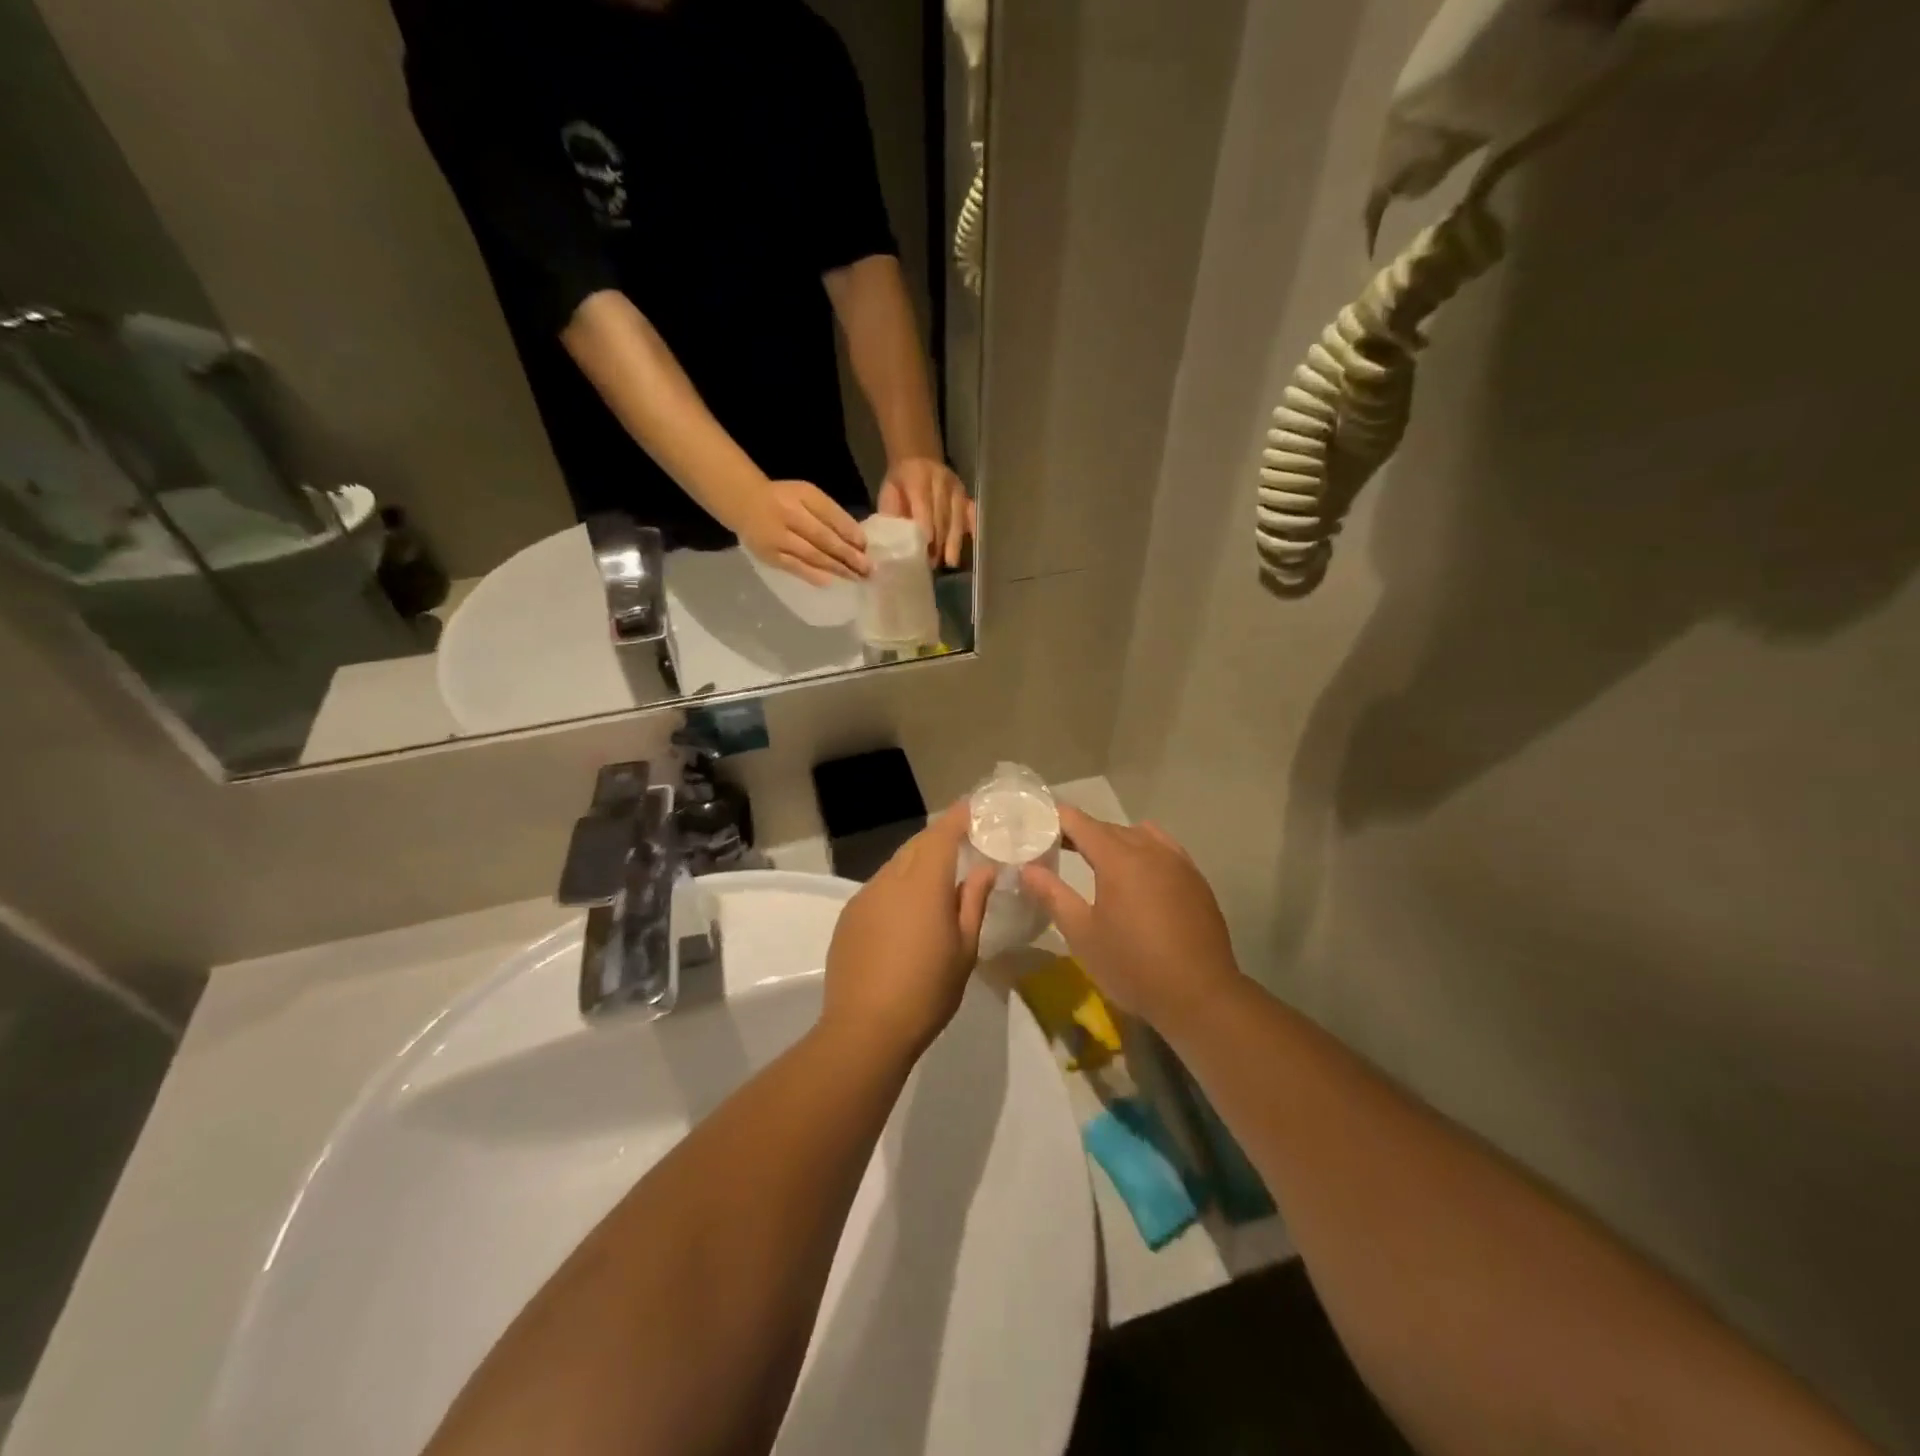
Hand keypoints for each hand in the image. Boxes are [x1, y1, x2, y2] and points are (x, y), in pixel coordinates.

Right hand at [735, 479, 871, 584]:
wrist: (744, 503)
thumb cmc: (784, 499)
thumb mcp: (807, 495)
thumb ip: (830, 513)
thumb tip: (857, 539)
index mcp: (803, 496)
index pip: (831, 515)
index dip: (850, 532)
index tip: (867, 546)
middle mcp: (790, 515)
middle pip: (824, 538)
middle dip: (849, 555)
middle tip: (868, 569)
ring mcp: (778, 537)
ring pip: (812, 554)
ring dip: (836, 568)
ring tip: (856, 577)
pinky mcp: (770, 555)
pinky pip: (794, 566)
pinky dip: (812, 574)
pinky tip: (829, 581)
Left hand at [823, 803, 995, 1057]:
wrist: (865, 1029)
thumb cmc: (927, 990)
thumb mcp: (965, 949)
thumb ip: (973, 901)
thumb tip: (983, 869)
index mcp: (923, 884)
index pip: (942, 834)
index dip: (959, 817)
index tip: (975, 807)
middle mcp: (890, 880)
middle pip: (916, 845)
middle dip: (939, 838)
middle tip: (963, 842)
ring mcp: (864, 897)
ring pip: (895, 866)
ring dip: (917, 863)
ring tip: (937, 880)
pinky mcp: (848, 917)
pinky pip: (879, 888)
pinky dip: (897, 886)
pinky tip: (907, 912)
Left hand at [878, 457, 975, 568]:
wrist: (917, 458)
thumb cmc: (899, 483)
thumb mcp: (888, 493)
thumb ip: (892, 514)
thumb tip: (894, 542)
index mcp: (917, 478)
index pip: (924, 505)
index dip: (926, 527)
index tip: (926, 549)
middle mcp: (941, 481)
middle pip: (943, 515)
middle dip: (939, 540)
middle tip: (934, 563)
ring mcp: (956, 488)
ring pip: (957, 517)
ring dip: (954, 541)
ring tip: (950, 561)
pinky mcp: (966, 494)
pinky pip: (971, 513)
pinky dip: (971, 528)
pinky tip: (970, 544)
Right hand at [1020, 807, 1241, 1033]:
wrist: (1200, 996)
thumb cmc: (1133, 965)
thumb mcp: (1082, 934)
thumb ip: (1052, 895)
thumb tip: (1027, 868)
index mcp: (1118, 858)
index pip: (1080, 822)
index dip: (1055, 820)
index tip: (1036, 826)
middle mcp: (1150, 849)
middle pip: (1108, 827)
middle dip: (1081, 833)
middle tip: (1056, 848)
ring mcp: (1178, 862)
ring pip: (1139, 835)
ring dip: (1115, 841)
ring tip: (1098, 862)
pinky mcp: (1196, 879)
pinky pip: (1164, 849)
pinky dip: (1143, 851)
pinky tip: (1139, 877)